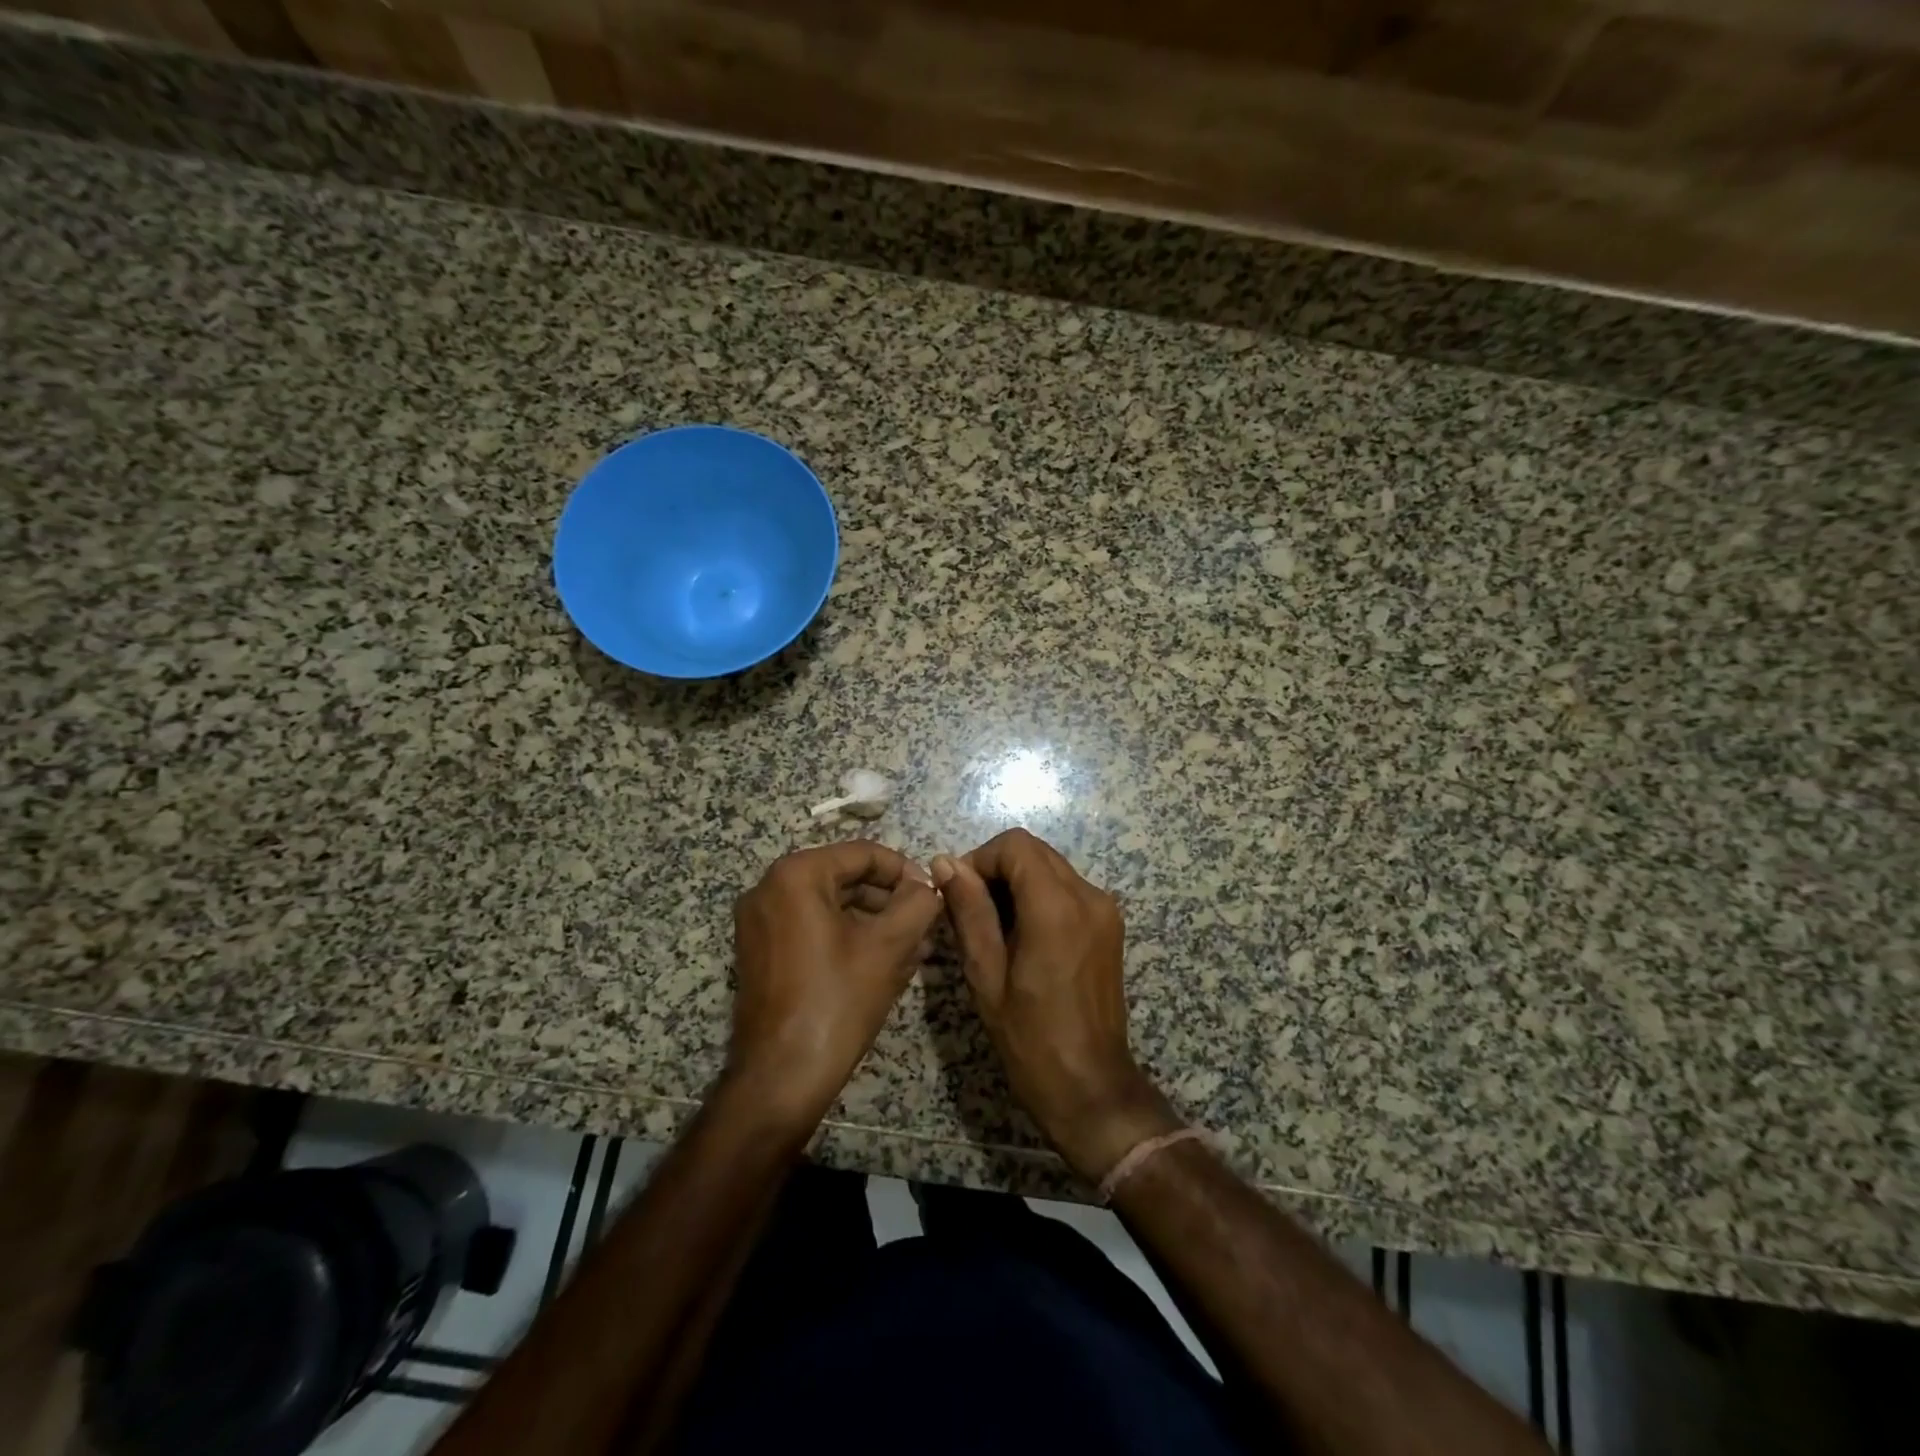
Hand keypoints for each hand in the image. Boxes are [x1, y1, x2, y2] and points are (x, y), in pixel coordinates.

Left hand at [728, 841, 943, 1129]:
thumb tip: (928, 886)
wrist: (780, 1079)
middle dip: (890, 900)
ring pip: (831, 906)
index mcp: (795, 876)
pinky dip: (848, 938)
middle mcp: (769, 889)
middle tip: (926, 924)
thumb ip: (917, 904)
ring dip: (874, 921)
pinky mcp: (761, 953)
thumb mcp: (889, 947)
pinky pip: (813, 929)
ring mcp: (760, 923)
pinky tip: (885, 963)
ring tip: (915, 948)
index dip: (905, 871)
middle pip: (845, 878)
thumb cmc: (837, 1002)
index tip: (933, 896)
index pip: (863, 854)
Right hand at [934, 829, 1178, 1181]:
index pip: (1015, 845)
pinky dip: (1039, 896)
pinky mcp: (1110, 925)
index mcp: (1057, 907)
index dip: (980, 858)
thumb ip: (969, 911)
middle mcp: (1088, 896)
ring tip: (993, 927)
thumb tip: (946, 863)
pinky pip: (1068, 889)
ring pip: (1051, 867)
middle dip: (997, 868)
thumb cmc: (1030, 1040)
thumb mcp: (986, 975)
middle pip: (1035, 851)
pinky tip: (1022, 936)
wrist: (1091, 1088)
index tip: (958, 892)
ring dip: (1017, 882)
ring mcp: (1105, 909)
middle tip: (971, 910)